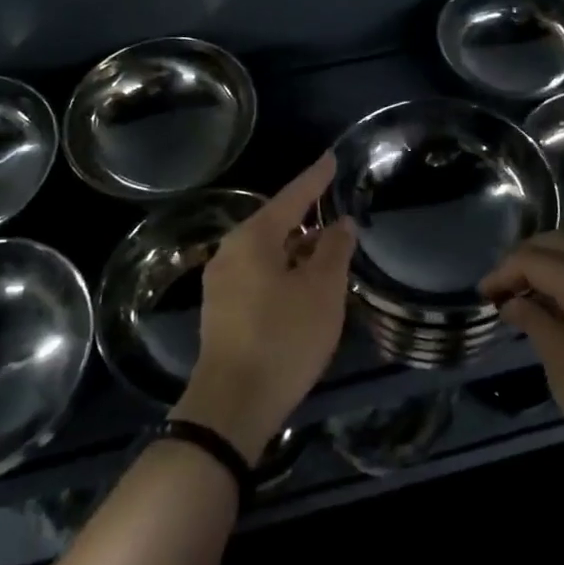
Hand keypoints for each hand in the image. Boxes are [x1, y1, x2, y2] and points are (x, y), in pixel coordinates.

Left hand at [173, 155, 355, 462]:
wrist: (232, 405)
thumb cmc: (283, 338)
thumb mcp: (322, 291)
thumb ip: (334, 250)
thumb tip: (341, 223)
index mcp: (253, 238)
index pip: (291, 197)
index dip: (316, 178)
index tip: (332, 159)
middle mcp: (230, 252)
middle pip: (276, 223)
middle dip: (306, 216)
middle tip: (333, 206)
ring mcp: (221, 282)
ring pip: (267, 252)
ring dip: (297, 248)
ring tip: (327, 248)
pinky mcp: (222, 310)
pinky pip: (258, 274)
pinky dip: (284, 270)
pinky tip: (303, 284)